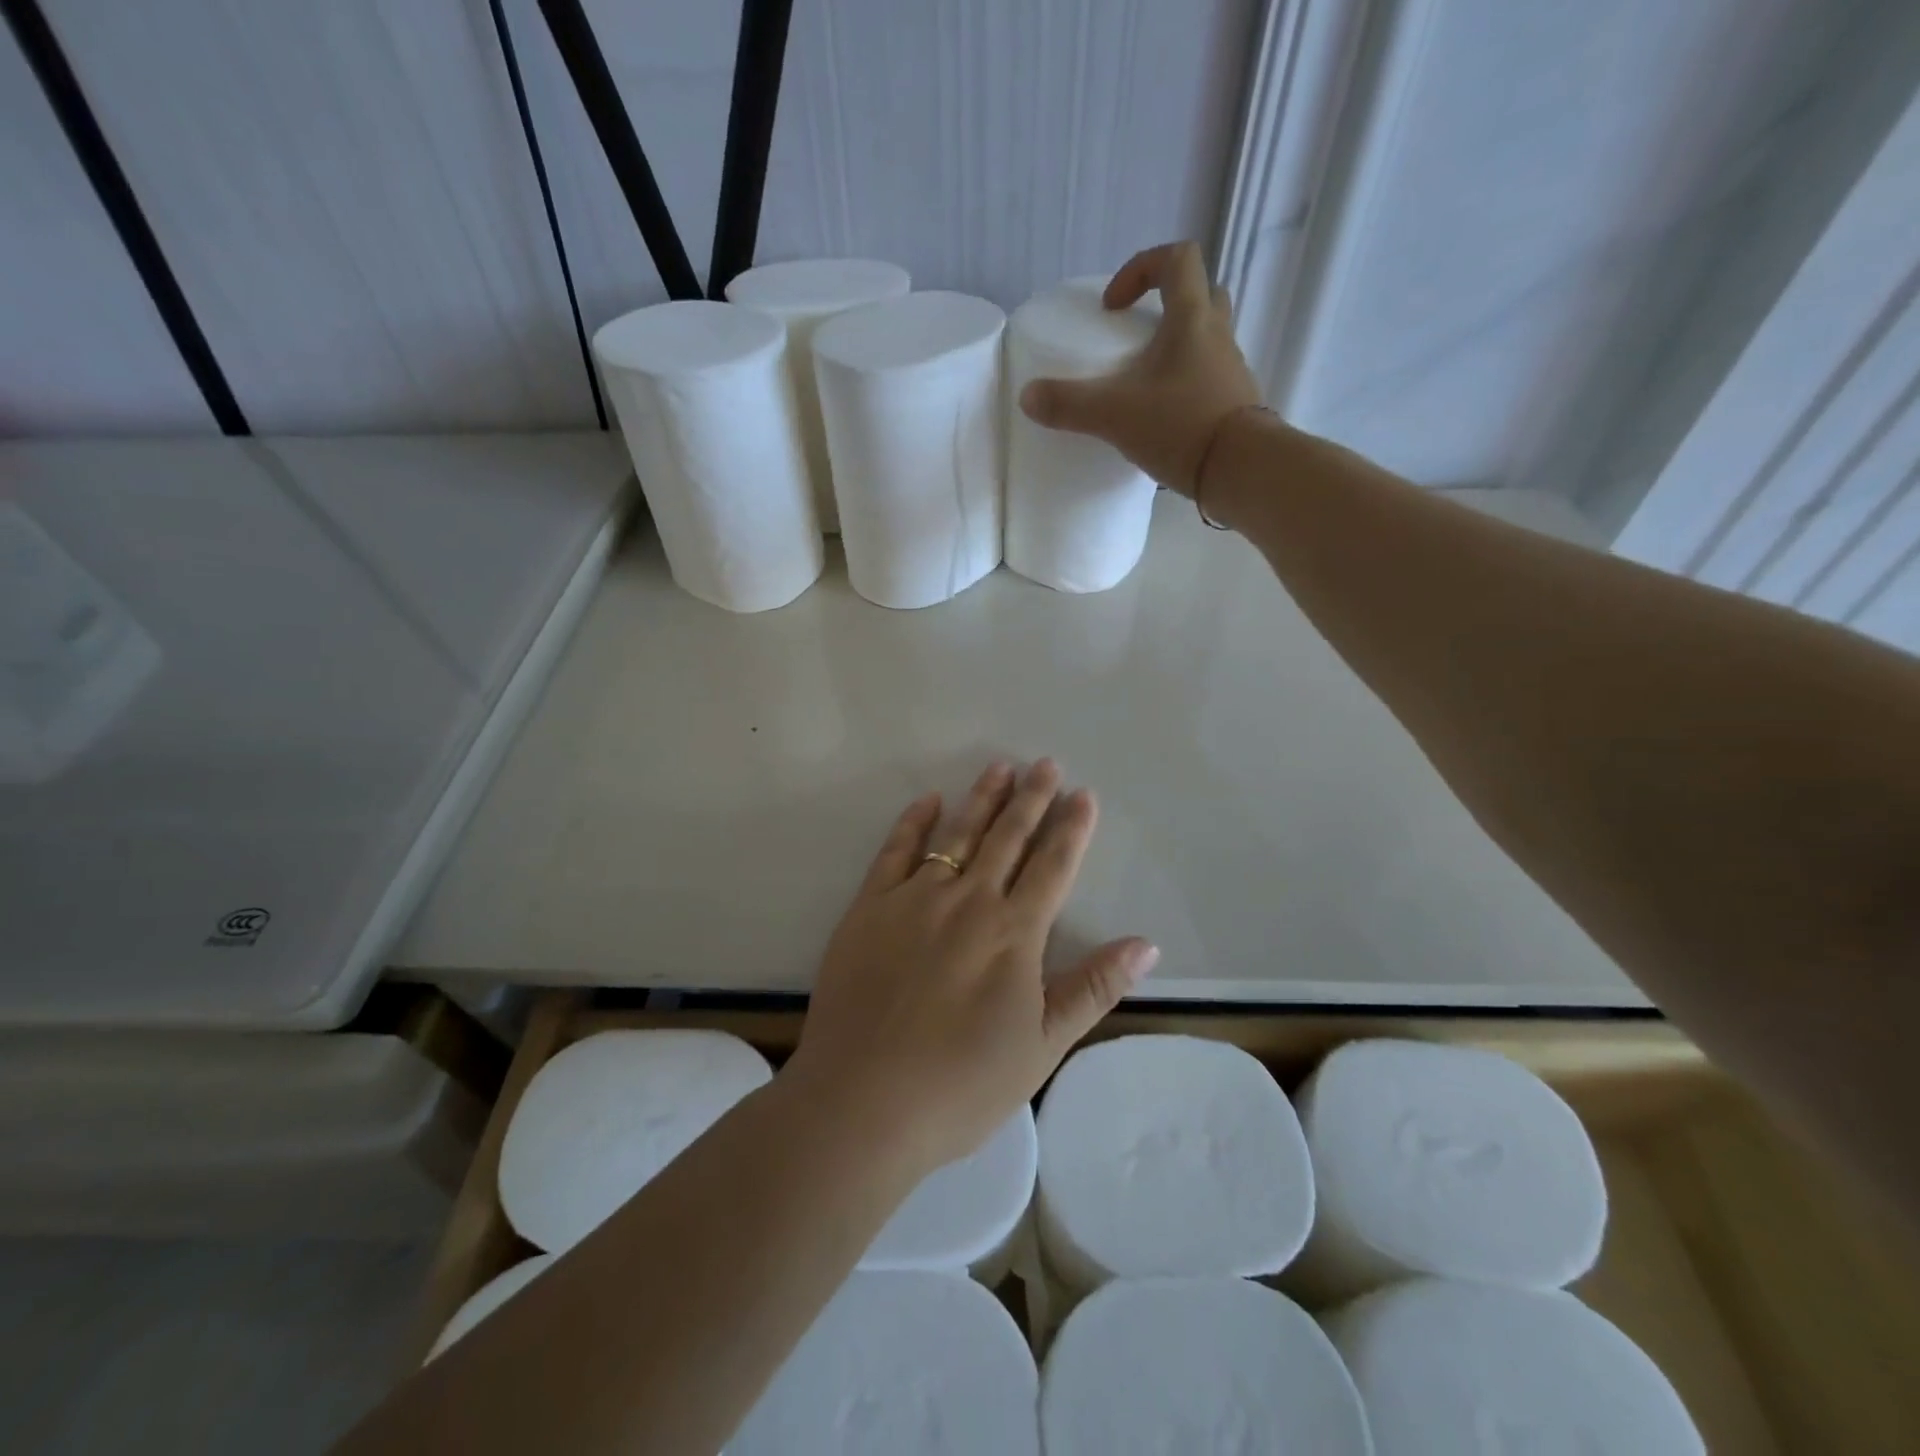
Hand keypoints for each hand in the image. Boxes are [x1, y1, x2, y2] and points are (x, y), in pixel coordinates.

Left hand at [785, 760, 1158, 1173]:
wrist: (863, 1101)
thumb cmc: (961, 1085)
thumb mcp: (1042, 1046)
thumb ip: (1093, 988)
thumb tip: (1146, 944)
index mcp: (1014, 933)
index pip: (1052, 866)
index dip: (1071, 829)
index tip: (1083, 794)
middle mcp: (968, 901)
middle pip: (1007, 838)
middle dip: (1030, 798)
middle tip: (1045, 763)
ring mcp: (915, 899)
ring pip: (957, 834)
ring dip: (981, 799)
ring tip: (1000, 767)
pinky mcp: (869, 907)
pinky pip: (896, 851)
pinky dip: (914, 822)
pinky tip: (928, 800)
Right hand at [1018, 240, 1263, 496]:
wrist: (1242, 471)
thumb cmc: (1181, 426)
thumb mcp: (1115, 414)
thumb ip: (1069, 404)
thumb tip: (1027, 397)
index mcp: (1192, 319)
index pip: (1177, 259)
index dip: (1141, 268)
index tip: (1114, 306)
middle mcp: (1218, 335)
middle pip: (1200, 294)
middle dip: (1165, 306)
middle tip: (1134, 337)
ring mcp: (1231, 371)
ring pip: (1206, 339)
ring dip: (1176, 348)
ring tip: (1143, 383)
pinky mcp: (1234, 405)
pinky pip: (1208, 379)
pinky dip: (1185, 386)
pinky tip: (1161, 418)